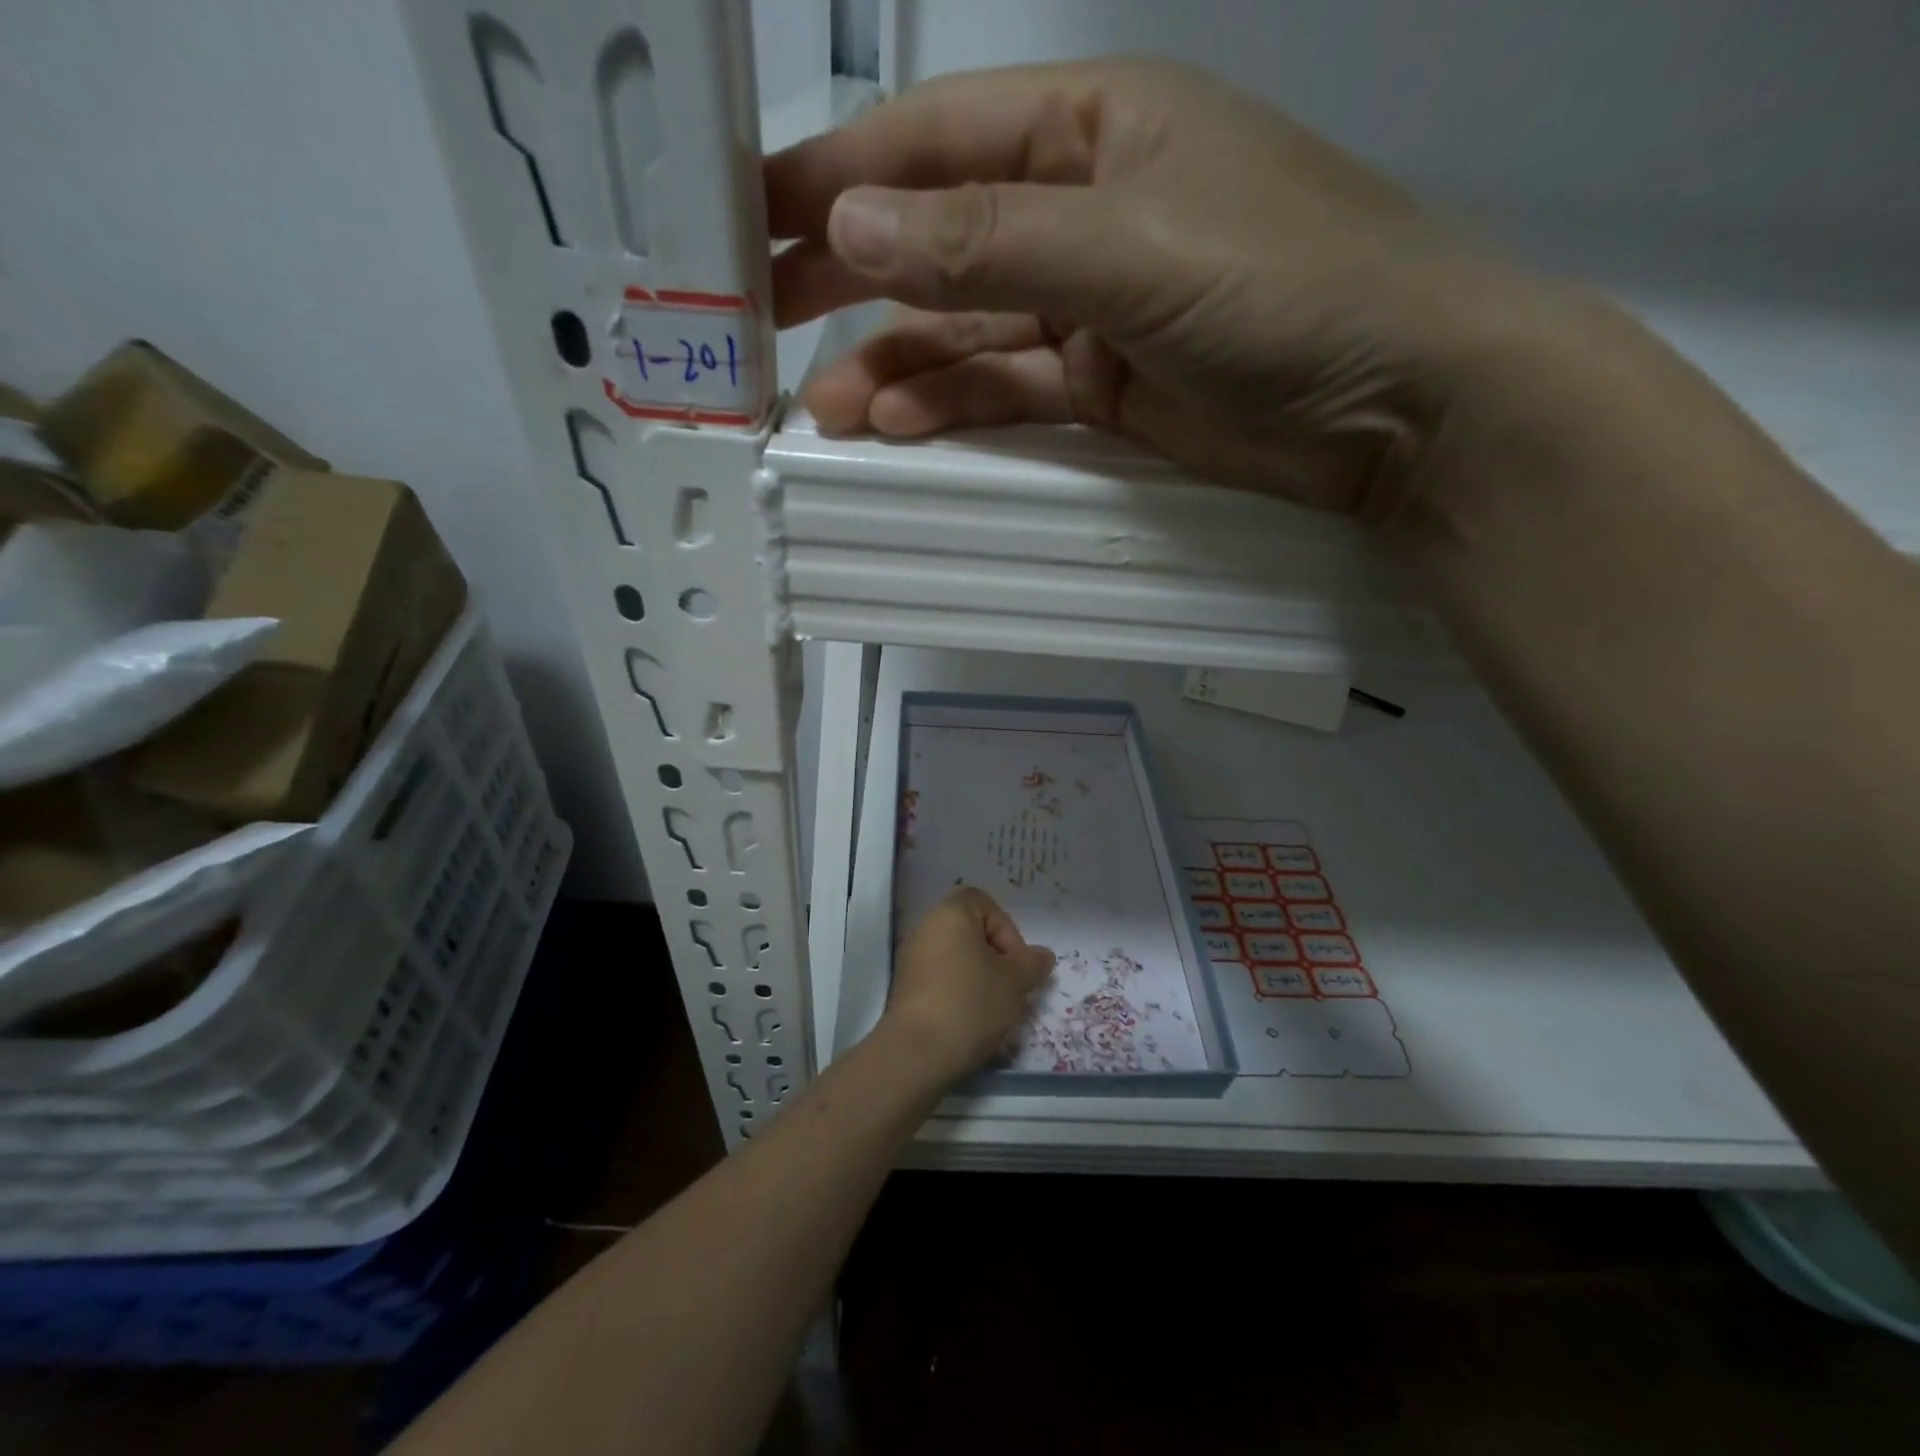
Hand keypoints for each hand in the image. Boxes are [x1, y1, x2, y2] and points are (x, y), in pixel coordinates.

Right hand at [767, 56, 1581, 518]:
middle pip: (935, 240)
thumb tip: (851, 230)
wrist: (1393, 402)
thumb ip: (990, 244)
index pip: (932, 145)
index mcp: (1087, 130)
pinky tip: (898, 425)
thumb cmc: (1285, 288)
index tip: (747, 224)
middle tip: (760, 323)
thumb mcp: (1129, 250)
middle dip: (848, 279)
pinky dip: (951, 405)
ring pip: (964, 330)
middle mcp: (1077, 211)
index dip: (835, 180)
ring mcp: (1087, 308)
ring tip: (825, 408)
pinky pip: (1005, 389)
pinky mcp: (1100, 387)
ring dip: (894, 364)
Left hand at [882, 887, 1054, 1084]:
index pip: (985, 904)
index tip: (1016, 963)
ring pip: (957, 960)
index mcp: (950, 914)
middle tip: (1010, 989)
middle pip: (970, 933)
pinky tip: (970, 1025)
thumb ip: (1032, 964)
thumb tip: (1042, 956)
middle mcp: (925, 928)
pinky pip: (940, 981)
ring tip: (994, 1011)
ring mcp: (911, 959)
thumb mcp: (1015, 982)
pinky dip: (958, 995)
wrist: (917, 1053)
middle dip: (996, 959)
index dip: (1007, 930)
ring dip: (979, 980)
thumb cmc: (971, 1004)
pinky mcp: (904, 989)